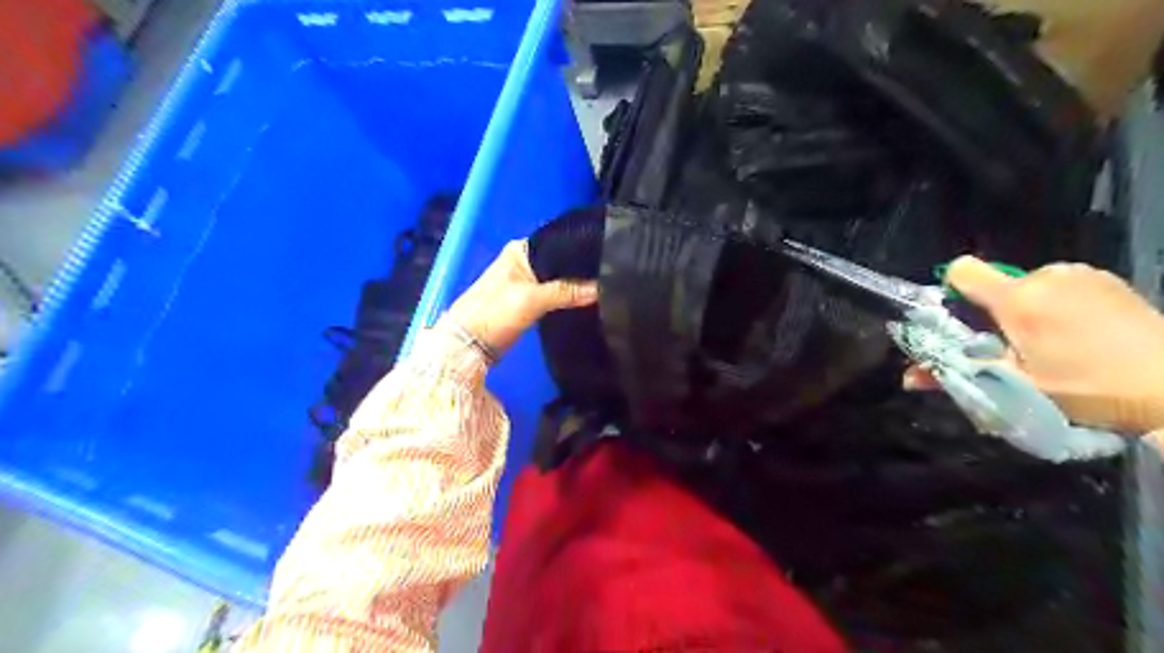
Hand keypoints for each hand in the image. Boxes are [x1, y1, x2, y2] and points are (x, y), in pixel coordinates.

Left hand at [445, 239, 598, 356]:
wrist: (468, 345)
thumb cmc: (495, 313)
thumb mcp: (532, 299)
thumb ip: (567, 292)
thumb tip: (602, 288)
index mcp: (519, 251)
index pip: (558, 243)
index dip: (580, 250)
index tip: (607, 257)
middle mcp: (523, 262)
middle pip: (559, 263)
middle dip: (581, 270)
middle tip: (610, 274)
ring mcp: (525, 282)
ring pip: (558, 280)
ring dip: (575, 286)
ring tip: (606, 286)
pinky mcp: (528, 302)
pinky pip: (554, 295)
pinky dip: (567, 298)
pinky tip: (587, 301)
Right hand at [908, 258, 1163, 435]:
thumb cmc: (1090, 389)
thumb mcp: (1018, 387)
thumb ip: (959, 375)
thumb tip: (907, 379)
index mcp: (1018, 299)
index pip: (962, 270)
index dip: (954, 291)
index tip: (965, 320)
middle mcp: (1046, 276)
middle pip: (998, 284)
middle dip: (998, 311)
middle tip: (1018, 347)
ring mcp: (1081, 274)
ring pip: (1032, 285)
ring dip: (1031, 308)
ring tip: (1057, 342)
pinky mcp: (1109, 279)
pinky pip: (1063, 285)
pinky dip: (1061, 304)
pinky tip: (1085, 333)